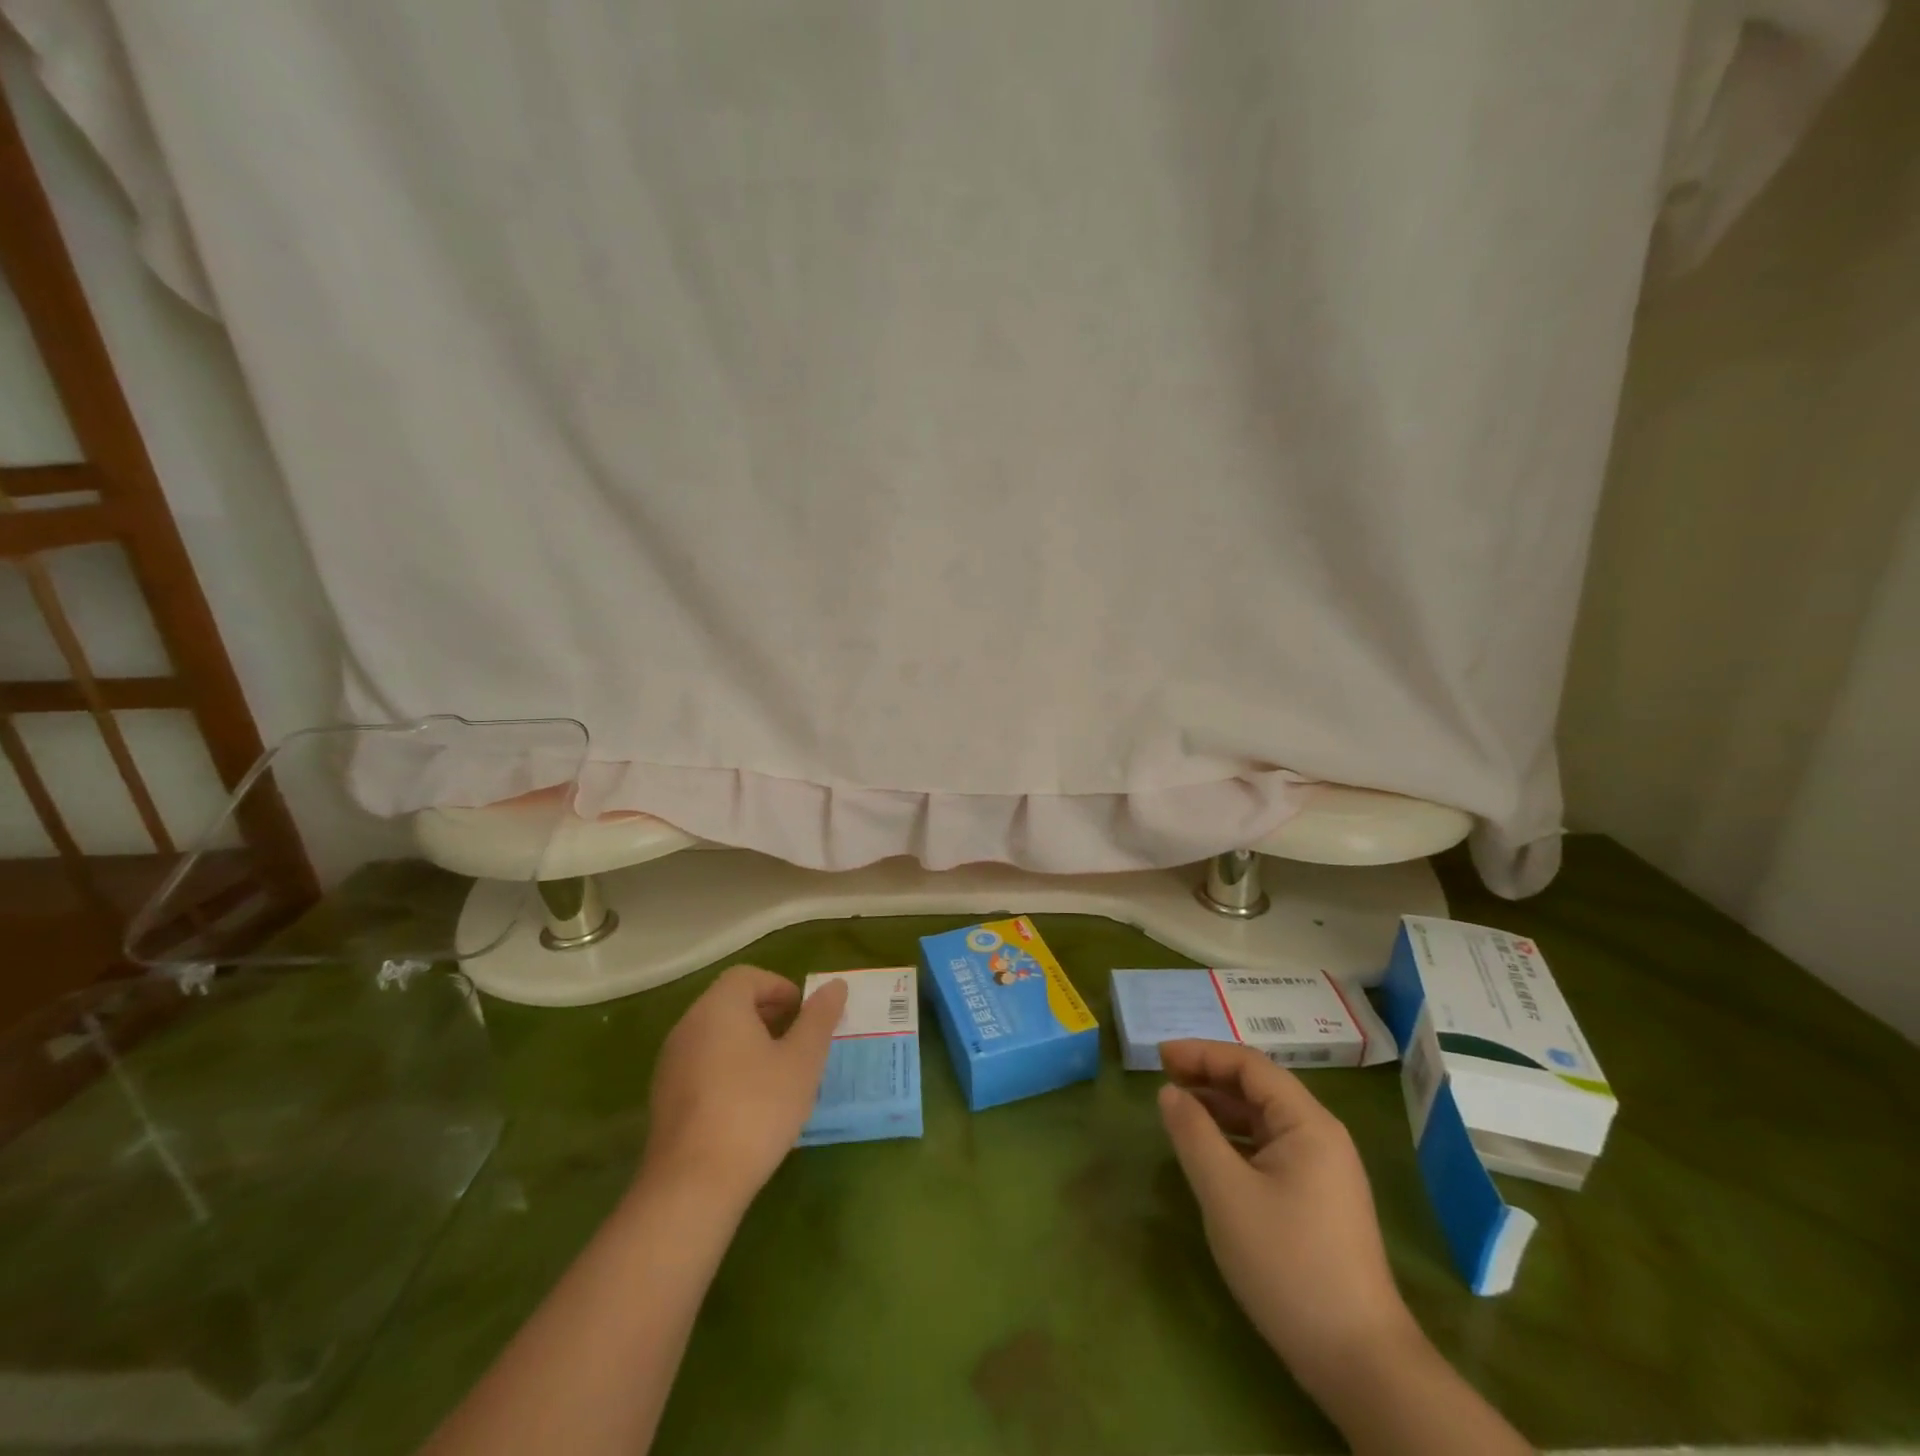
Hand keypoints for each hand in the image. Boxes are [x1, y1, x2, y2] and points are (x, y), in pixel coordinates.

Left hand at [639, 965, 846, 1212]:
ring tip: (778, 1075)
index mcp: (719, 1007)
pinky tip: (749, 1104)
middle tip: (797, 1043)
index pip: (748, 976)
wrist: (693, 1184)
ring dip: (748, 1043)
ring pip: (715, 1035)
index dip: (780, 988)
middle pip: (730, 1003)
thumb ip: (819, 1018)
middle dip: (767, 1015)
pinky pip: (701, 1065)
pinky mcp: (664, 1098)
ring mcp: (671, 1063)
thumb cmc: (757, 1108)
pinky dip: (727, 1068)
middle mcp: (688, 1025)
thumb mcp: (802, 1060)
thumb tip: (835, 985)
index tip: (804, 1015)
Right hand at [1158, 1039, 1419, 1394]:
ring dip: (1220, 1107)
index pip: (1249, 1065)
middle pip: (1258, 1087)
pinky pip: (1270, 1149)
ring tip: (1179, 1110)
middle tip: (1163, 1078)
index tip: (1159, 1056)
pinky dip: (1235, 1139)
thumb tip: (1170, 1092)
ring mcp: (1323, 1170)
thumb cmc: (1287, 1263)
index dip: (1202, 1053)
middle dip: (1209, 1076)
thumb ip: (1193, 1134)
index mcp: (1307, 1123)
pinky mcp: (1318, 1200)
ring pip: (1264, 1119)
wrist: (1359, 1361)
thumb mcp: (1226, 1193)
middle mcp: (1320, 1135)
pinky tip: (1210, 1153)